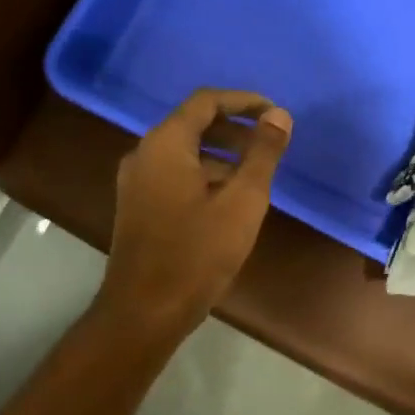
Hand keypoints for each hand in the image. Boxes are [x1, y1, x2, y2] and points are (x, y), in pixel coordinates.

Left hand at [97, 89, 293, 338]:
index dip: (243, 102)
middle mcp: (144, 154)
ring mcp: (136, 181)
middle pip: (193, 124)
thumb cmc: (197, 253)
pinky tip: (229, 199)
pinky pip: (174, 173)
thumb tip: (279, 116)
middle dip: (234, 128)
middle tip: (269, 143)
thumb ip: (263, 154)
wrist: (144, 312)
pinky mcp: (137, 205)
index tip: (274, 114)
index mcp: (165, 144)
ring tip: (256, 173)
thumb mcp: (242, 202)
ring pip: (184, 151)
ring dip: (221, 153)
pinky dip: (204, 173)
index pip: (206, 102)